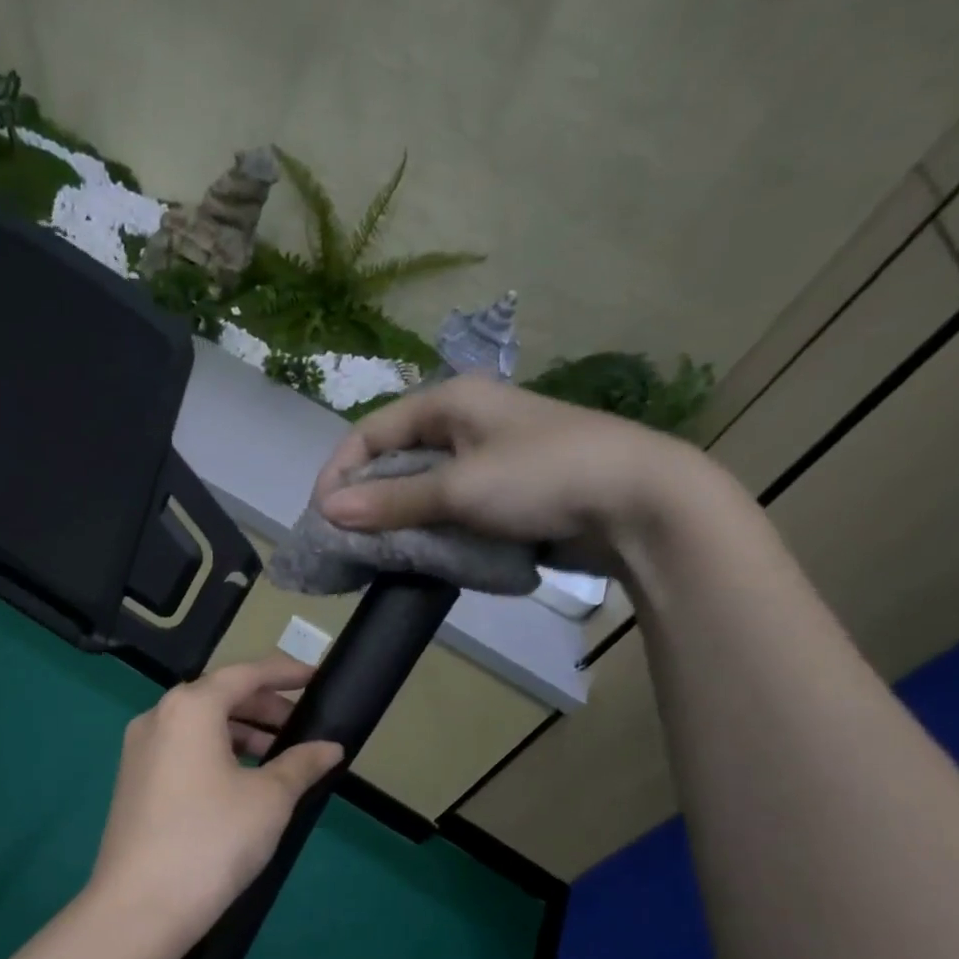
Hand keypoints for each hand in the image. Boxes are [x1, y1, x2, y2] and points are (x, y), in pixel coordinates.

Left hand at [87, 656, 344, 943]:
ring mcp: (139, 750)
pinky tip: (242, 782)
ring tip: (278, 759)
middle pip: (219, 697)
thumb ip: (302, 763)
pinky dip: (216, 754)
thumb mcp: (270, 799)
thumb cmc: (212, 840)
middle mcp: (157, 717)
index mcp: (189, 707)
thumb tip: (330, 747)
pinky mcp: (133, 781)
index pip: (244, 674)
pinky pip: (182, 750)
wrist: (141, 907)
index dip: (284, 673)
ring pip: (199, 726)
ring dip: (241, 734)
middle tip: (302, 729)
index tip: (316, 677)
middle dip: (264, 708)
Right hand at [313, 374, 724, 577]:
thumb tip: (327, 510)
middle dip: (364, 501)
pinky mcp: (501, 494)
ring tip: (375, 555)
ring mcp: (484, 460)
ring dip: (395, 521)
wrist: (637, 503)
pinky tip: (417, 556)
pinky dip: (427, 531)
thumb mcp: (459, 488)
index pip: (370, 432)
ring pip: (418, 490)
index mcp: (450, 402)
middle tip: (344, 542)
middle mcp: (463, 424)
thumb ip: (391, 501)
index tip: (320, 518)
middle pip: (392, 461)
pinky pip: (447, 510)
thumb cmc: (543, 477)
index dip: (339, 472)